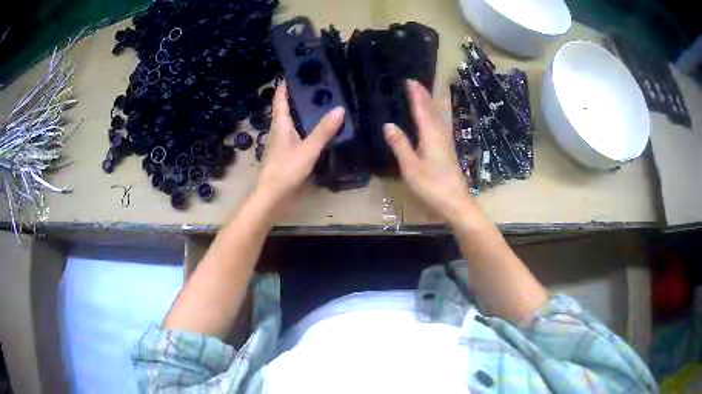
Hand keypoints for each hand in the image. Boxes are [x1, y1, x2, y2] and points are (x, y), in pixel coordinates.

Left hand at [254, 81, 344, 221]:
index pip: (280, 100)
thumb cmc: (286, 170)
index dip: (285, 86)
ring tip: (323, 105)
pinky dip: (308, 131)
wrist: (273, 198)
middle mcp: (280, 132)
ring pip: (294, 124)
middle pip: (287, 110)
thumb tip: (339, 109)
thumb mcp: (308, 149)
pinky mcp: (288, 158)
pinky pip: (299, 139)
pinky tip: (321, 132)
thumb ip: (323, 130)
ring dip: (304, 115)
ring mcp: (283, 146)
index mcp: (280, 125)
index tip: (294, 72)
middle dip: (299, 98)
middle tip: (317, 87)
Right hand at [384, 80, 474, 222]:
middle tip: (415, 83)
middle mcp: (440, 134)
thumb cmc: (432, 185)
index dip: (415, 95)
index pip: (422, 109)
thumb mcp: (410, 166)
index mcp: (430, 135)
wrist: (456, 203)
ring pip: (438, 117)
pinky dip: (433, 116)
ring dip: (430, 104)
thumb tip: (388, 124)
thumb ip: (400, 144)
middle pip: (432, 110)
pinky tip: (432, 121)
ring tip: (423, 96)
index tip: (410, 81)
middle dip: (424, 96)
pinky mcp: (448, 151)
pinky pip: (439, 126)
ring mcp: (446, 143)